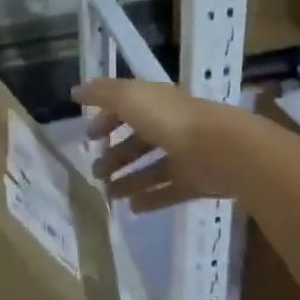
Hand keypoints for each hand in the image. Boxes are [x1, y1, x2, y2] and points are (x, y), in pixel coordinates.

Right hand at [76, 78, 240, 211]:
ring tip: (109, 195)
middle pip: (139, 141)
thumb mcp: (129, 97)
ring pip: (151, 168)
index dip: (106, 120)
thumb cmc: (170, 120)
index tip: (89, 137)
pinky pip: (169, 191)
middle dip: (115, 155)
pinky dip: (151, 198)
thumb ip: (102, 93)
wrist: (223, 150)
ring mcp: (186, 155)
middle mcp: (171, 126)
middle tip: (95, 173)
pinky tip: (132, 208)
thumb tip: (76, 90)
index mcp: (156, 103)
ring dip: (128, 179)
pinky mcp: (197, 182)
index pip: (127, 108)